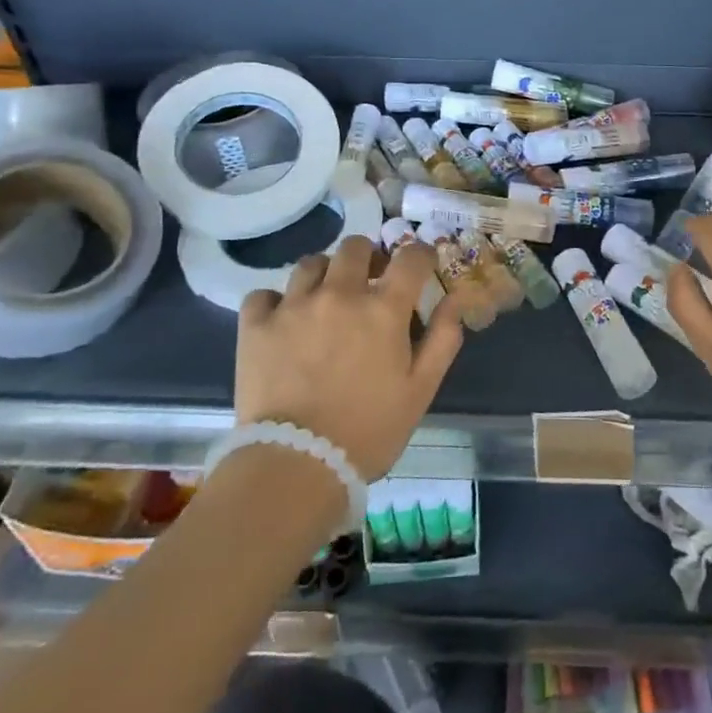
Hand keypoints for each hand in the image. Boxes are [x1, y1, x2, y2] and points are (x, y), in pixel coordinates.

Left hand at [234, 237, 463, 479]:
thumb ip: (442, 339)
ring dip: (325, 273)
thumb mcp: (420, 390)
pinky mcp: (255, 325)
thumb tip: (455, 300)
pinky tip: (283, 320)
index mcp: (384, 309)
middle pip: (356, 247)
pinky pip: (264, 293)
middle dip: (369, 257)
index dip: (421, 254)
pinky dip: (277, 301)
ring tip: (326, 297)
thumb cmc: (368, 431)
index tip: (422, 263)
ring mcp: (293, 305)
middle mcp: (339, 294)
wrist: (295, 466)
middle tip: (370, 280)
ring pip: (310, 263)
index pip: (411, 258)